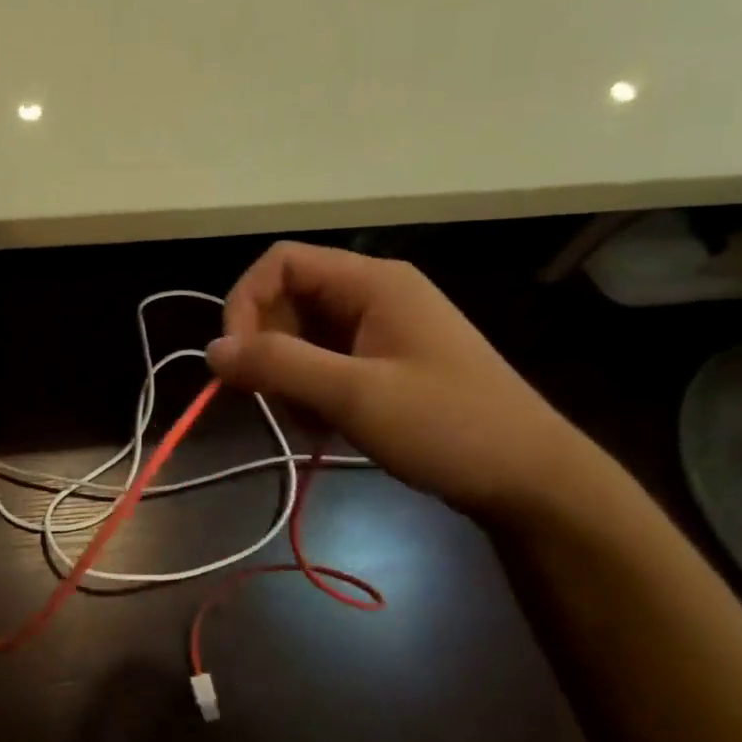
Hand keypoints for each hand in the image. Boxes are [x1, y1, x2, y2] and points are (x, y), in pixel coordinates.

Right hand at [206, 242, 607, 522]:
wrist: (529, 479)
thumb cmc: (447, 426)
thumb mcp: (354, 395)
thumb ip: (278, 365)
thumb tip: (212, 350)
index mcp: (372, 282)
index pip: (281, 263)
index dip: (245, 302)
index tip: (235, 359)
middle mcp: (373, 294)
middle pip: (287, 298)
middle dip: (268, 348)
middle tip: (275, 398)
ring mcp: (379, 329)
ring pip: (301, 334)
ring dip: (287, 376)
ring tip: (309, 419)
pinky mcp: (383, 362)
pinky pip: (323, 361)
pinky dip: (309, 390)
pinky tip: (325, 424)